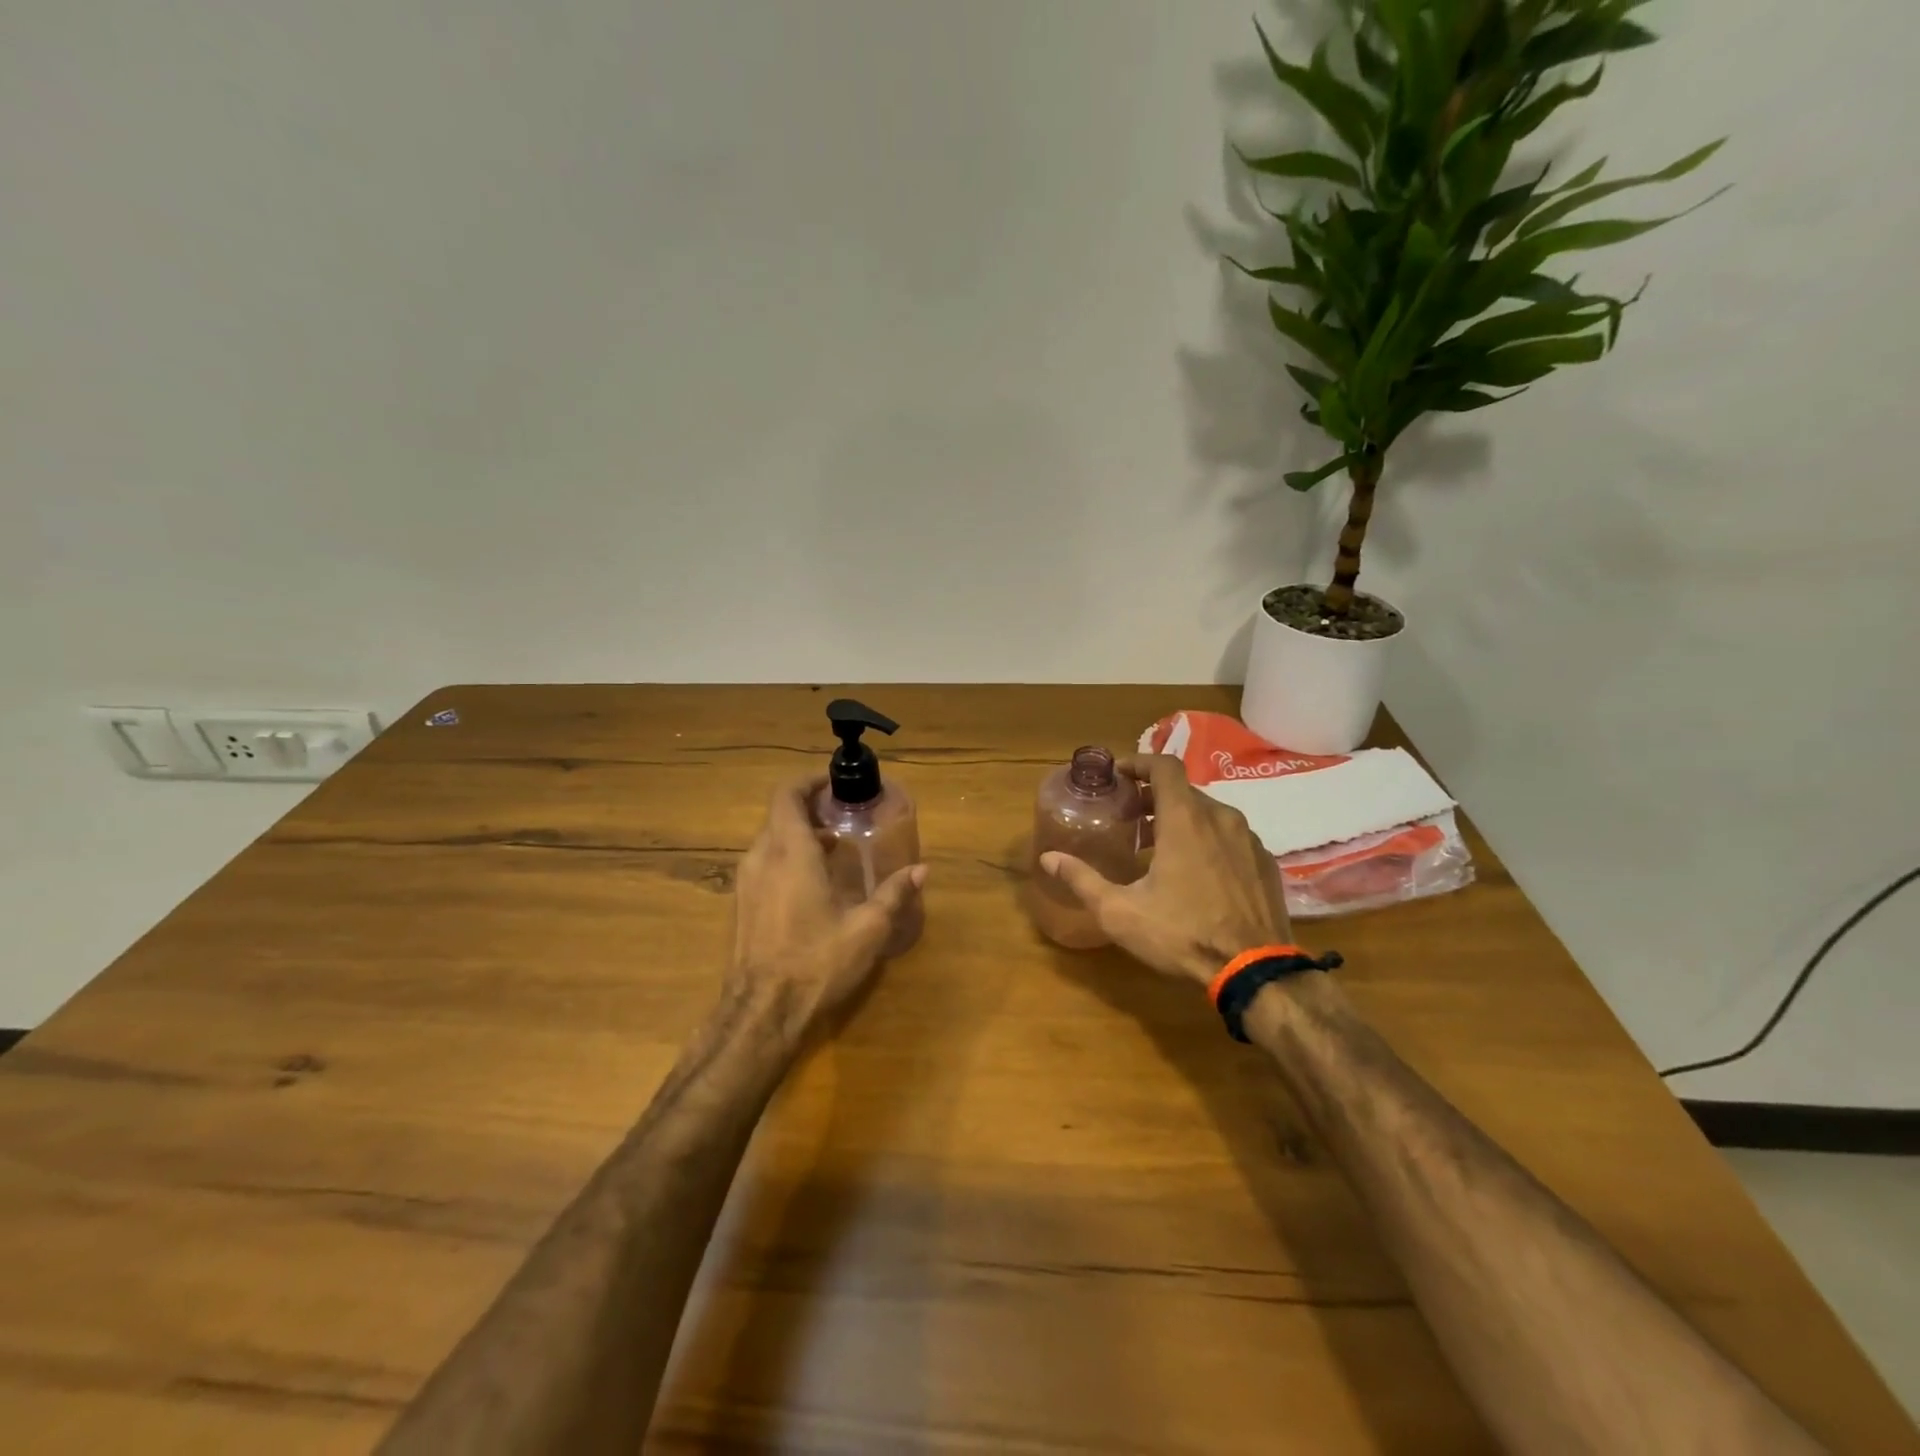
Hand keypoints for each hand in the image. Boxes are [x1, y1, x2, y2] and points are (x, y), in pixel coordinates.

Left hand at [728, 777, 925, 1041]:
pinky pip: (764, 862)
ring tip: (835, 848)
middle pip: (780, 814)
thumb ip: (893, 894)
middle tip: (845, 816)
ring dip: (800, 834)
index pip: (787, 794)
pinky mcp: (741, 904)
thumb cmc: (816, 962)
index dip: (809, 781)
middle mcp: (761, 857)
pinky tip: (814, 882)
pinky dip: (788, 856)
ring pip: (771, 839)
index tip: (835, 784)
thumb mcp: (867, 929)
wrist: (761, 1013)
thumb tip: (921, 870)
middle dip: (811, 808)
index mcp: (790, 852)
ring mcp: (746, 882)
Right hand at [1039, 753, 1290, 986]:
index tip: (1119, 775)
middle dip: (1153, 798)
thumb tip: (1049, 858)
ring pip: (1209, 813)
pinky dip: (1207, 840)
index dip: (1139, 762)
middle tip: (1129, 819)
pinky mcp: (1265, 863)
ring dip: (1180, 820)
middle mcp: (1221, 818)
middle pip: (1183, 791)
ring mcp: (1249, 840)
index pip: (1164, 766)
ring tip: (1158, 848)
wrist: (1255, 971)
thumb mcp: (1120, 912)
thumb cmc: (1182, 934)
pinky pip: (1230, 837)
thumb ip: (1082, 879)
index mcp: (1185, 819)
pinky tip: (1195, 873)